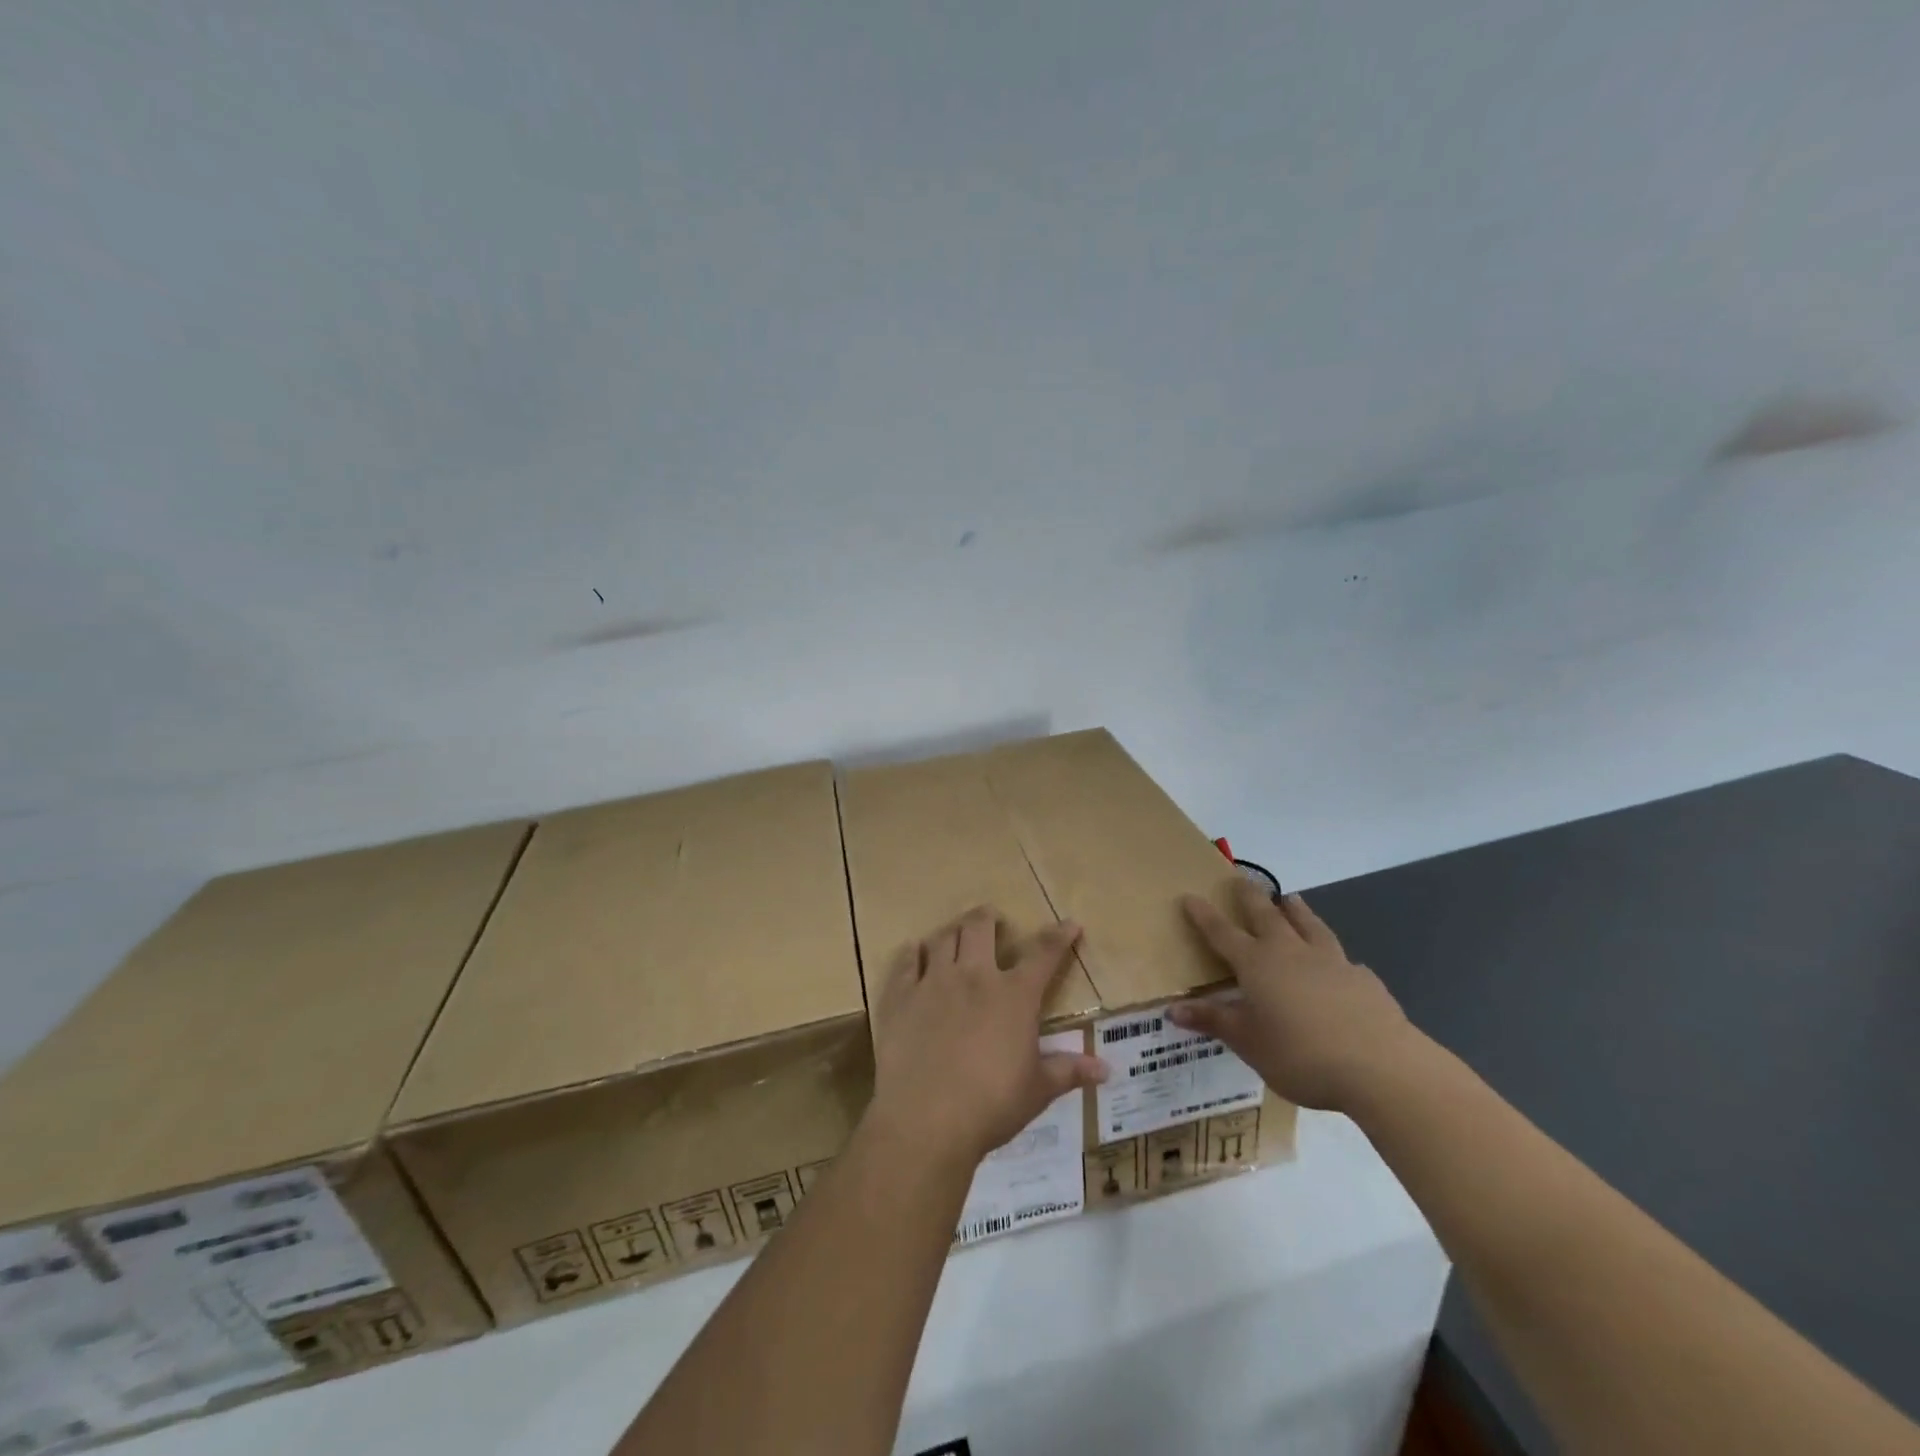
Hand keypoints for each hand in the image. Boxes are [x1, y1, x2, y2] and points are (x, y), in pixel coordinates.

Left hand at [869, 906, 1109, 1168]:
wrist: (926, 1120)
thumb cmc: (991, 1105)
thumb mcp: (1037, 1090)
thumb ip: (1069, 1072)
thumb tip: (1105, 1069)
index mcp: (1014, 995)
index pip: (1043, 954)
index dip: (1059, 936)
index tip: (1070, 923)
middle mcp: (974, 976)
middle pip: (980, 928)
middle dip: (988, 918)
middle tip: (991, 919)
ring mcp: (934, 982)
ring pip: (942, 938)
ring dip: (952, 930)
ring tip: (956, 933)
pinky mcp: (901, 997)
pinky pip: (906, 962)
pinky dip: (912, 953)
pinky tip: (914, 952)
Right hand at [1168, 880, 1421, 1112]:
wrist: (1381, 1067)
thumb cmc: (1301, 1055)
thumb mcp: (1248, 1043)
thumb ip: (1214, 1021)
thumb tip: (1173, 1009)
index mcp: (1257, 964)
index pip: (1222, 933)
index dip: (1204, 916)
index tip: (1189, 896)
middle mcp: (1291, 952)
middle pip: (1266, 915)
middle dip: (1250, 897)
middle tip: (1240, 878)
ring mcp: (1331, 962)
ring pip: (1309, 925)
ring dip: (1296, 910)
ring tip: (1290, 898)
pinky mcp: (1363, 979)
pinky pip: (1343, 959)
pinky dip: (1333, 955)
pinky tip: (1341, 964)